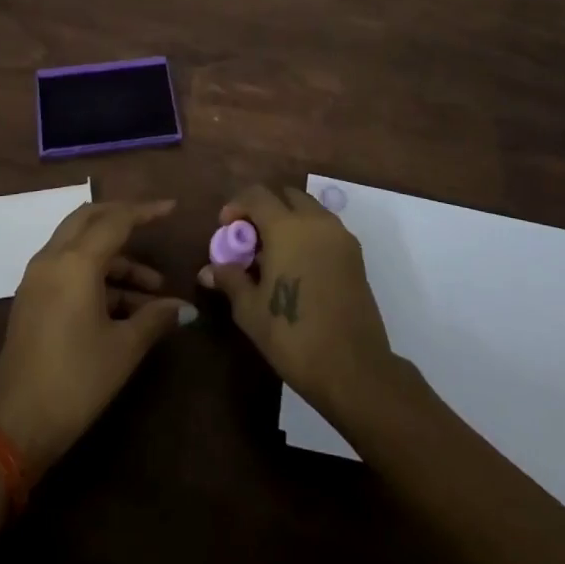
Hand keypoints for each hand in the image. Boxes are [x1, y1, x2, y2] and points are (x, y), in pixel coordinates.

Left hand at [0, 199, 190, 473]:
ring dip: (115, 258)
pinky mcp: (31, 299)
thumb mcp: (123, 349)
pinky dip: (96, 274)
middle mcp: (52, 259)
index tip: (172, 209)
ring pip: (79, 246)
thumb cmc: (76, 381)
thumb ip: (155, 318)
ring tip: (153, 292)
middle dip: (123, 219)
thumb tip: (185, 308)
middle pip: (89, 219)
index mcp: (75, 263)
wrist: (16, 427)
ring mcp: (37, 278)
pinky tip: (124, 306)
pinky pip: (67, 268)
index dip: (145, 212)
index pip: (115, 220)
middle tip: (153, 226)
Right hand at [199, 184, 394, 415]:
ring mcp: (340, 236)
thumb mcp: (250, 310)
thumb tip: (209, 269)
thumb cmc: (293, 335)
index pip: (257, 194)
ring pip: (308, 210)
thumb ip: (230, 279)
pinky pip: (325, 228)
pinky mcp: (356, 255)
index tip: (225, 229)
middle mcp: (316, 221)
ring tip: (274, 254)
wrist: (353, 369)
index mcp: (287, 227)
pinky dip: (308, 233)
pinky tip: (298, 266)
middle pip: (285, 195)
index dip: (236, 205)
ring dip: (288, 220)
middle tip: (250, 239)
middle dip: (264, 208)